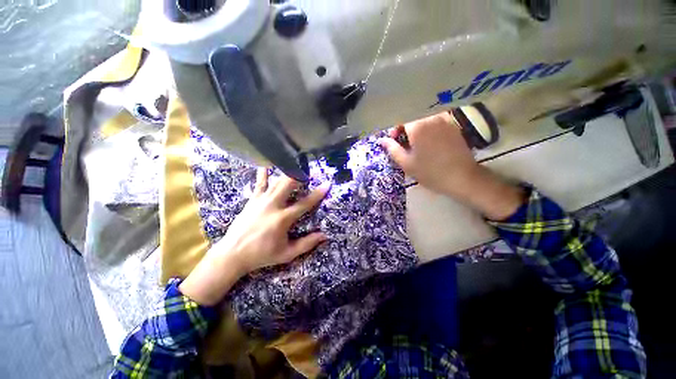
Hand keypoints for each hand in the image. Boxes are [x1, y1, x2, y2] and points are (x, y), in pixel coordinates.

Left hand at [179, 169, 329, 305]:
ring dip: (287, 173)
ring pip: (276, 181)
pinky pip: (259, 183)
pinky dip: (264, 173)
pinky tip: (267, 164)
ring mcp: (261, 201)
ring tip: (295, 166)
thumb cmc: (262, 255)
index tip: (327, 184)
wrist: (233, 254)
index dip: (318, 194)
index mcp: (283, 219)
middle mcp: (273, 206)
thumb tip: (324, 236)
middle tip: (308, 171)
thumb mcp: (287, 253)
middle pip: (288, 184)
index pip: (305, 203)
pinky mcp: (252, 200)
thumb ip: (306, 244)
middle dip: (300, 175)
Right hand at [379, 112, 524, 220]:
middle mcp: (431, 118)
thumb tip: (381, 140)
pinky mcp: (453, 125)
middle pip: (412, 117)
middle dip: (405, 129)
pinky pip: (435, 122)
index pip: (401, 119)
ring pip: (424, 119)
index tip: (393, 140)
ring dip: (416, 129)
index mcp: (418, 126)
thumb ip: (392, 149)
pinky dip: (428, 129)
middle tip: (404, 144)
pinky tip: (429, 143)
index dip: (394, 129)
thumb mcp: (406, 163)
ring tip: (416, 144)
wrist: (462, 177)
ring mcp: (444, 120)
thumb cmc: (430, 172)